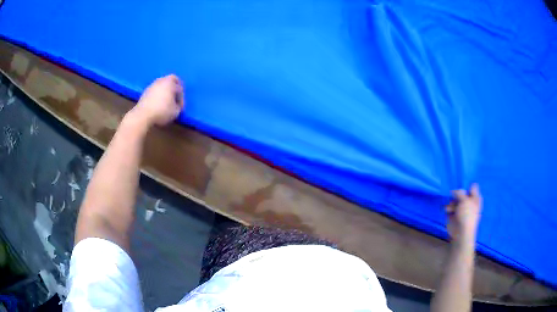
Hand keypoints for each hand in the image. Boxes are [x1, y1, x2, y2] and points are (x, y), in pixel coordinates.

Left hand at [131, 74, 183, 126]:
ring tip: (167, 99)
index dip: (181, 99)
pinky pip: (156, 88)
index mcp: (171, 84)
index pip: (180, 89)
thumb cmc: (161, 112)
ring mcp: (153, 84)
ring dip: (166, 89)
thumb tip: (177, 105)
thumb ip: (178, 106)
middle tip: (176, 95)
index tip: (180, 107)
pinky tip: (158, 100)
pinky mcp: (146, 90)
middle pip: (172, 78)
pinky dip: (159, 92)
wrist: (143, 115)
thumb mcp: (175, 112)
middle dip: (176, 85)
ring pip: (163, 82)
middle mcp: (162, 81)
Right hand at [446, 183, 481, 243]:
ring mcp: (461, 208)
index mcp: (475, 198)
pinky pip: (449, 207)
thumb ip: (460, 192)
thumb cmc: (467, 215)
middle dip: (456, 193)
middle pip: (461, 192)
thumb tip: (454, 190)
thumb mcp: (465, 200)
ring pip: (454, 199)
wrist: (461, 233)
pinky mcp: (453, 214)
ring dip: (451, 202)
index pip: (472, 186)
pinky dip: (447, 208)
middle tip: (452, 194)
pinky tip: (447, 210)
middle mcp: (468, 202)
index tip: (460, 184)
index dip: (466, 184)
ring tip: (449, 207)